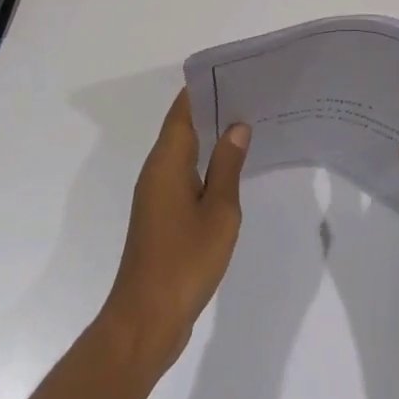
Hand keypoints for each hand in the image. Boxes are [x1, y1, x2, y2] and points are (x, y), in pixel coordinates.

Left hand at [98, 90, 250, 377]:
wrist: (145, 324)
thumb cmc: (184, 262)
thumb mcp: (218, 211)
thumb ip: (228, 165)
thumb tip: (237, 125)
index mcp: (167, 161)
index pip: (184, 107)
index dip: (207, 88)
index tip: (237, 75)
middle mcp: (157, 170)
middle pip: (184, 125)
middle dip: (214, 108)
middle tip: (252, 96)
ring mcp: (156, 194)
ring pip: (184, 150)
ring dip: (211, 136)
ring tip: (248, 125)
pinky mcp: (160, 216)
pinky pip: (184, 173)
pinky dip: (205, 162)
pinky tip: (231, 168)